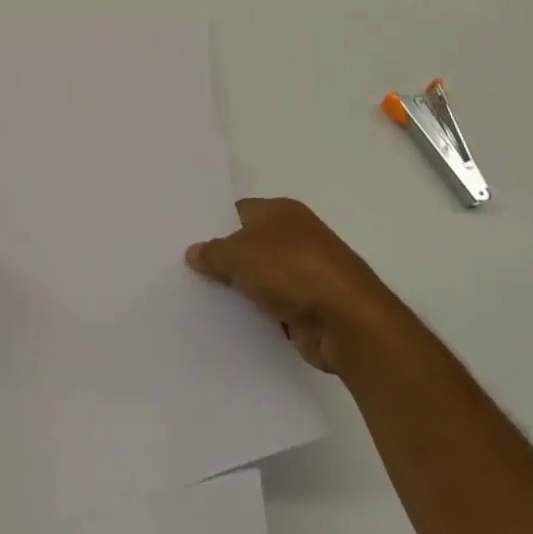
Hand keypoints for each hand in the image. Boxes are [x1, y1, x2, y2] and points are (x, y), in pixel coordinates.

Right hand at [187, 198, 388, 374]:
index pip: (238, 211)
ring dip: (238, 289)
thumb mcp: (240, 253)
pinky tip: (226, 321)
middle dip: (222, 259)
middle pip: (248, 245)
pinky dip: (254, 313)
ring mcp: (304, 273)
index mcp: (282, 212)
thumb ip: (213, 252)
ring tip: (197, 297)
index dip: (213, 224)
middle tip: (184, 270)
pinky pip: (271, 306)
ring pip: (259, 278)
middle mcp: (295, 237)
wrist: (348, 322)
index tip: (185, 240)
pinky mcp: (308, 307)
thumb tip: (195, 252)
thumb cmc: (293, 270)